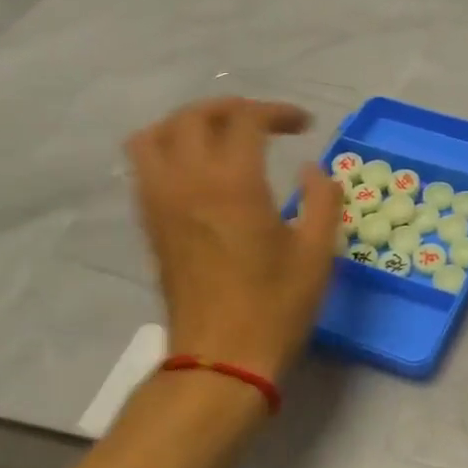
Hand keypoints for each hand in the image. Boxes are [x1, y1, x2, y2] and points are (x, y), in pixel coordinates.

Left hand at [125, 99, 341, 382]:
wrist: (222, 358)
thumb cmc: (276, 305)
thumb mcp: (318, 251)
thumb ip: (324, 199)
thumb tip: (313, 168)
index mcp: (233, 184)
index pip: (246, 120)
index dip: (278, 113)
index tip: (305, 127)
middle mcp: (188, 182)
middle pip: (195, 116)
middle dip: (232, 109)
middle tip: (264, 123)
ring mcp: (161, 202)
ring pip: (156, 135)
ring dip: (190, 124)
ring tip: (221, 137)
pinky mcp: (151, 224)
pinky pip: (144, 166)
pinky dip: (168, 150)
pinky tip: (199, 170)